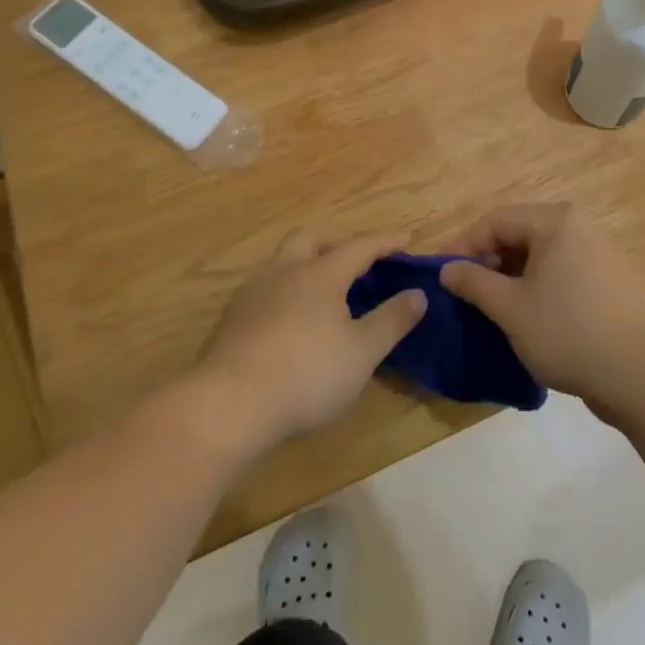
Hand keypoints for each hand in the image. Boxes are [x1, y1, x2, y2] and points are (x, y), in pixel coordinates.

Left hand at [194, 229, 426, 456]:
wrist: (227, 405)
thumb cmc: (305, 374)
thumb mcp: (362, 352)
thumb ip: (392, 320)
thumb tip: (418, 294)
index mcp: (321, 274)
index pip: (359, 246)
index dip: (385, 242)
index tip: (406, 240)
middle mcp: (285, 271)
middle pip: (311, 239)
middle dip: (337, 243)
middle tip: (357, 261)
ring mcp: (253, 293)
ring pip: (282, 261)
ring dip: (306, 263)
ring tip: (323, 289)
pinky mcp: (232, 319)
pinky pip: (265, 288)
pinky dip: (285, 290)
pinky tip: (289, 318)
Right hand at [439, 204, 644, 414]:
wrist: (640, 374)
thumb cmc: (568, 332)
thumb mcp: (511, 308)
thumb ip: (474, 282)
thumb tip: (447, 269)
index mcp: (555, 221)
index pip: (496, 220)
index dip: (463, 244)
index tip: (441, 273)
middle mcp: (578, 226)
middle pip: (519, 232)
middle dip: (487, 259)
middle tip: (464, 291)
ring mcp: (597, 252)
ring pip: (539, 254)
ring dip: (510, 275)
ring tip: (491, 306)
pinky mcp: (607, 279)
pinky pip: (560, 270)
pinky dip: (536, 285)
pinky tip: (526, 315)